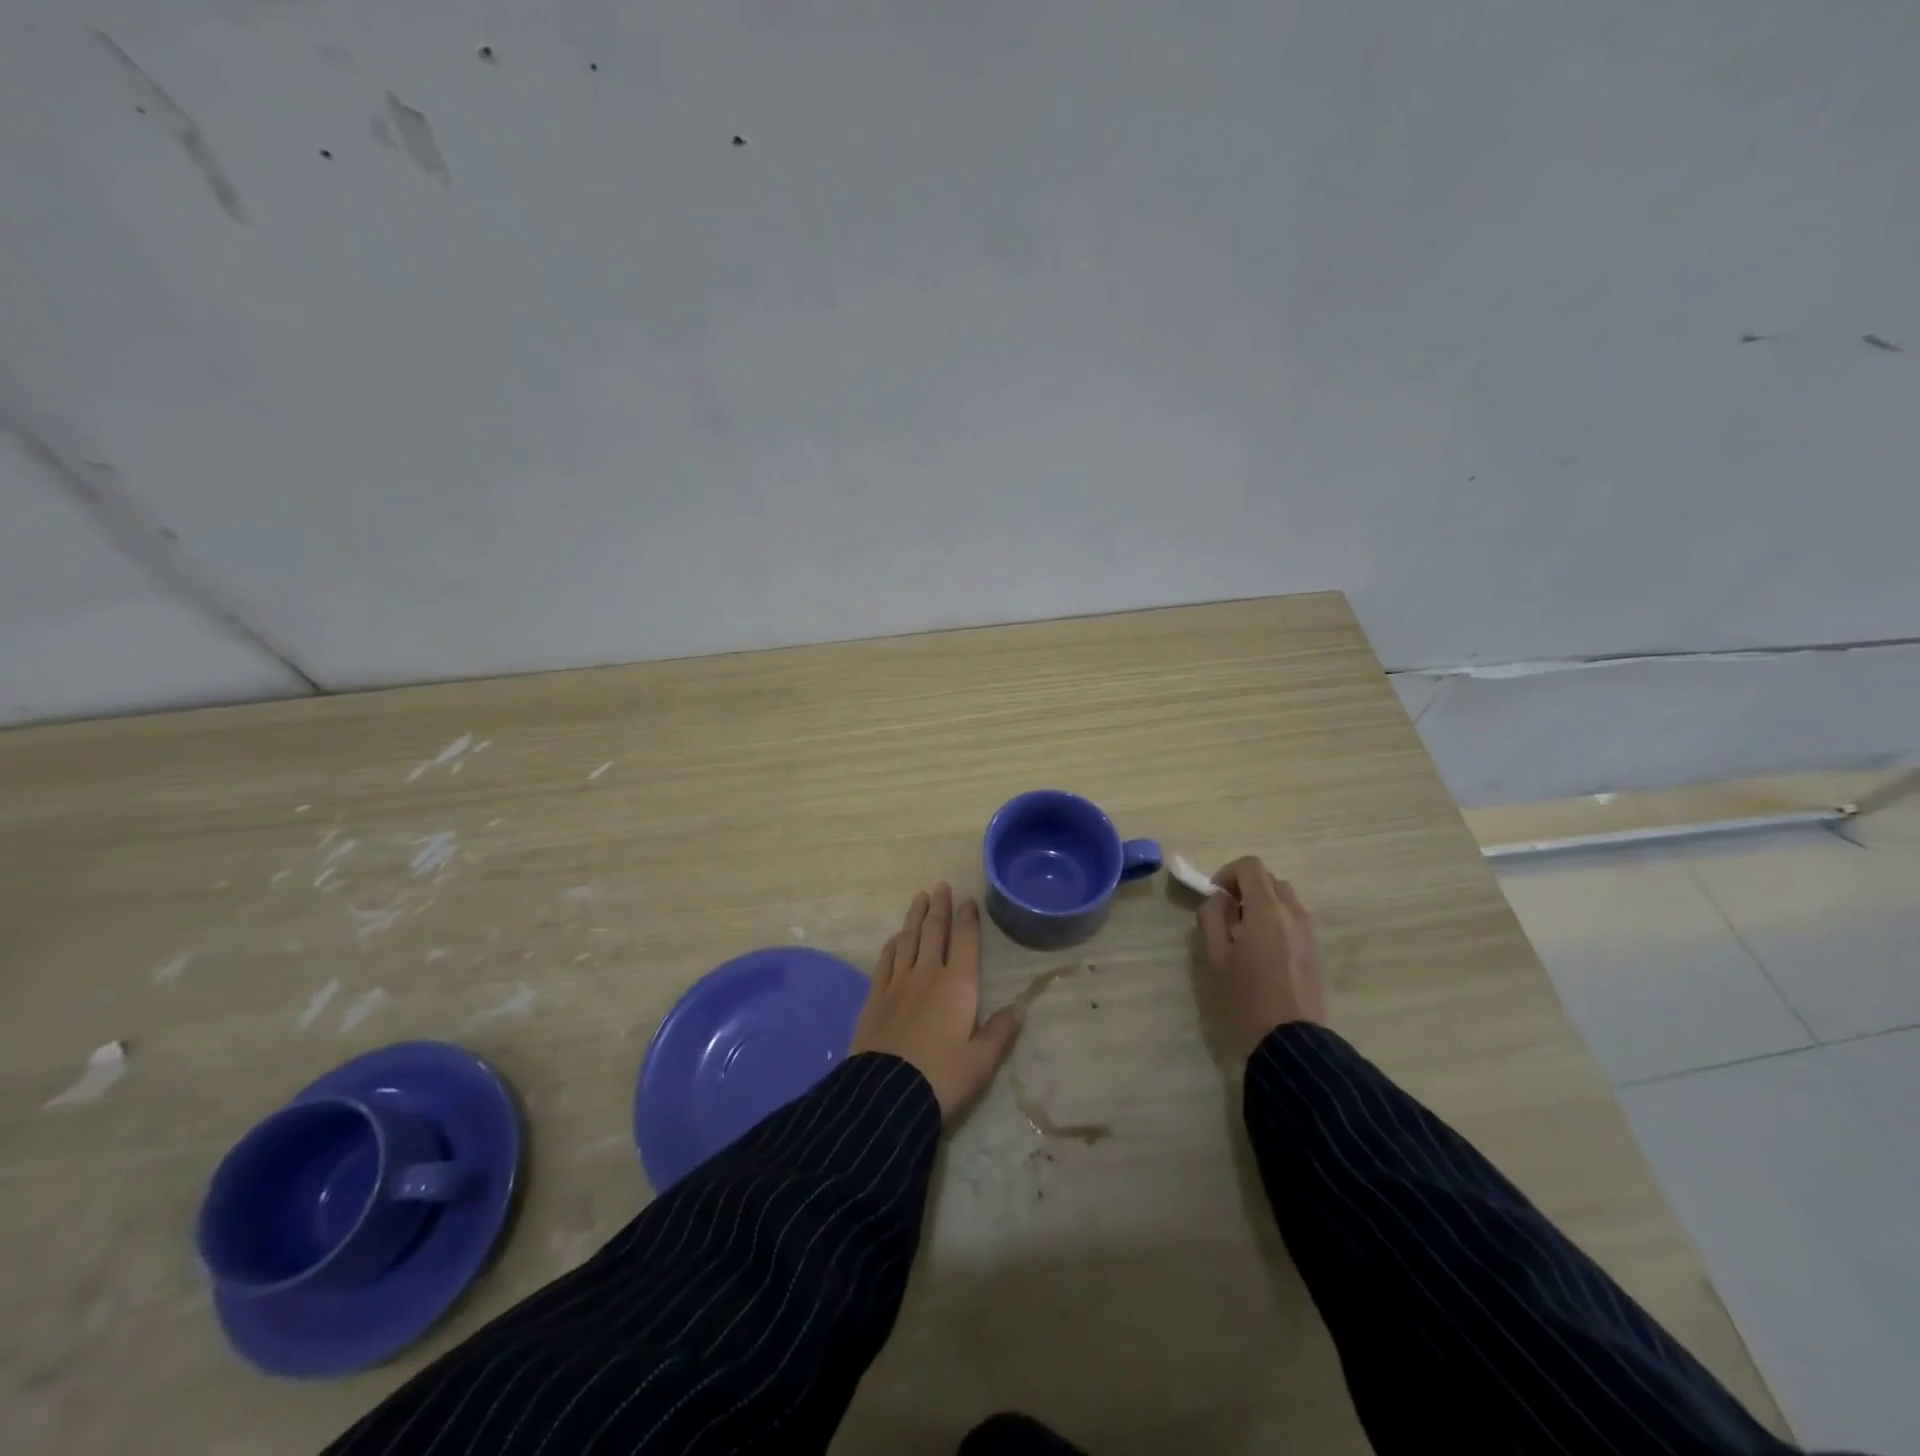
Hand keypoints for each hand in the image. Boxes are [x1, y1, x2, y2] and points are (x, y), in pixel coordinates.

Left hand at [849, 884, 1022, 1120]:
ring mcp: (898, 983)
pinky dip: (893, 945)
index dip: (967, 919)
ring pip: (908, 940)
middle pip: (934, 932)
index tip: (967, 900)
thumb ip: (1000, 1033)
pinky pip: (886, 961)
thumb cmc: (942, 1078)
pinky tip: (895, 938)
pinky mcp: (875, 997)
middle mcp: (927, 975)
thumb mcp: (981, 1062)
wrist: (886, 1095)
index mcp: (958, 986)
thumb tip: (1019, 1008)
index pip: (965, 941)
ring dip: (915, 917)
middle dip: (939, 907)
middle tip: (940, 886)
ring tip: (919, 898)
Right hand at [1196, 856, 1326, 1056]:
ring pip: (1283, 898)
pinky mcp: (1315, 949)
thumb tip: (1219, 900)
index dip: (1227, 873)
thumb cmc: (1245, 999)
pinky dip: (1276, 920)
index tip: (1215, 897)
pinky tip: (1261, 950)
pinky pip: (1293, 918)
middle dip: (1245, 888)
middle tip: (1226, 915)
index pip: (1250, 866)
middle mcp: (1293, 912)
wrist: (1290, 1043)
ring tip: (1243, 933)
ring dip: (1262, 904)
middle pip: (1269, 879)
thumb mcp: (1214, 957)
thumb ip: (1211, 918)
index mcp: (1267, 910)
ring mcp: (1309, 931)